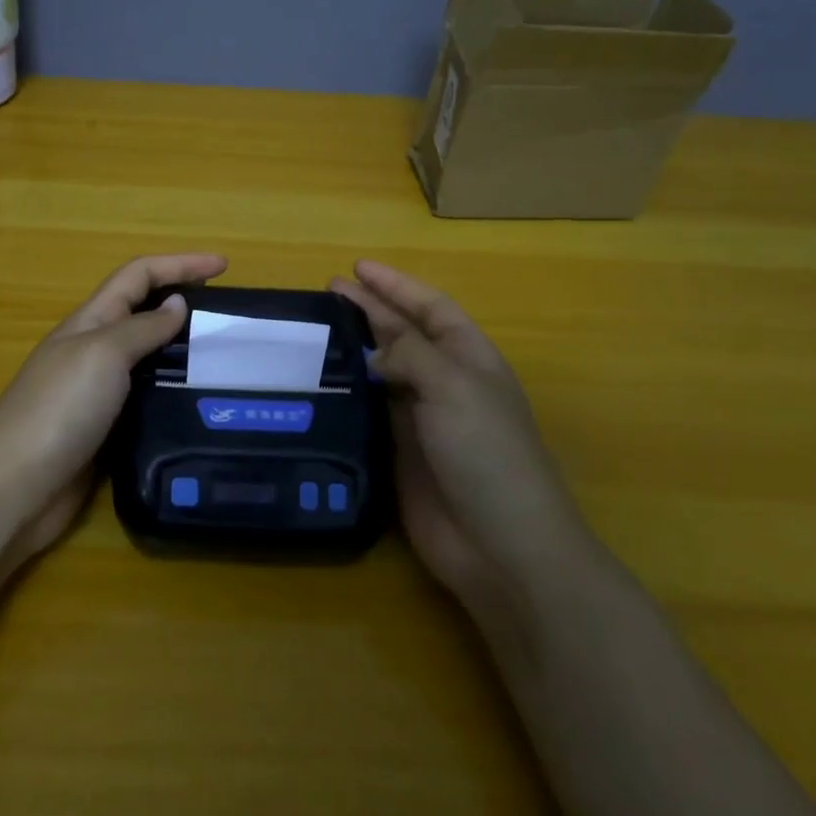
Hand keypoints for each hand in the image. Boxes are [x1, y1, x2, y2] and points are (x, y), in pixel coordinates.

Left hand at [0, 253, 227, 559]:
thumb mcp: (103, 354)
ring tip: (226, 360)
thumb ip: (142, 328)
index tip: (225, 265)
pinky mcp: (106, 432)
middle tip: (230, 317)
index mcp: (90, 321)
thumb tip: (178, 304)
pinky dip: (173, 393)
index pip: (139, 276)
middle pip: (144, 313)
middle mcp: (94, 351)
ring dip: (183, 351)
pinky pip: (147, 400)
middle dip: (184, 302)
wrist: (15, 488)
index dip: (180, 264)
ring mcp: (98, 393)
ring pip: (149, 358)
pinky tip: (200, 405)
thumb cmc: (59, 409)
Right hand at [331, 260, 583, 604]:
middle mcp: (444, 383)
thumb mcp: (453, 387)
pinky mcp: (398, 453)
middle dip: (369, 310)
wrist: (500, 546)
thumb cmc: (486, 453)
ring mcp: (421, 420)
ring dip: (354, 349)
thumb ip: (411, 354)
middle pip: (402, 335)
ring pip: (382, 372)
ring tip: (315, 329)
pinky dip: (347, 394)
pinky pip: (368, 412)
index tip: (357, 269)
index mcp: (469, 359)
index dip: (396, 286)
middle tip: (326, 292)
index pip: (430, 308)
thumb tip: (373, 350)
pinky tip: (319, 384)